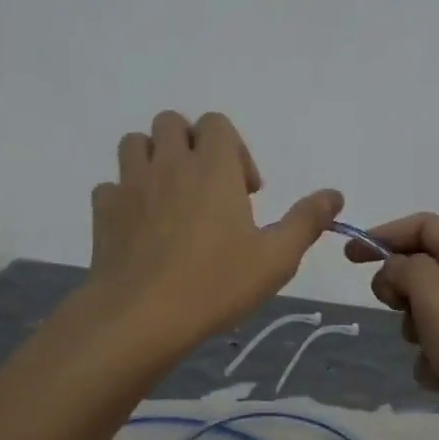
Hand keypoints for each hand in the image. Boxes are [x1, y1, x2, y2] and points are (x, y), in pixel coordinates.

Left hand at [87, 111, 342, 353]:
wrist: (141, 317)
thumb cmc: (215, 283)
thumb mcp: (275, 258)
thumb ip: (305, 221)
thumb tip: (335, 194)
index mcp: (212, 167)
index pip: (216, 123)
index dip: (234, 148)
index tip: (245, 191)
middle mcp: (169, 163)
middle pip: (171, 122)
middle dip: (190, 144)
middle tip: (206, 187)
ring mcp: (130, 185)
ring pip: (134, 143)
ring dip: (153, 158)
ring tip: (169, 196)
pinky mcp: (103, 211)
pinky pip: (110, 186)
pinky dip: (125, 196)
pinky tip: (139, 227)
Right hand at [345, 213, 438, 439]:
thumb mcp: (435, 296)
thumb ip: (405, 269)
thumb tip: (394, 272)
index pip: (422, 225)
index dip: (383, 235)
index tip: (350, 259)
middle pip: (422, 266)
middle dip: (400, 289)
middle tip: (395, 311)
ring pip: (428, 308)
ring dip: (414, 329)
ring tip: (425, 352)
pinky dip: (431, 357)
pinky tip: (437, 379)